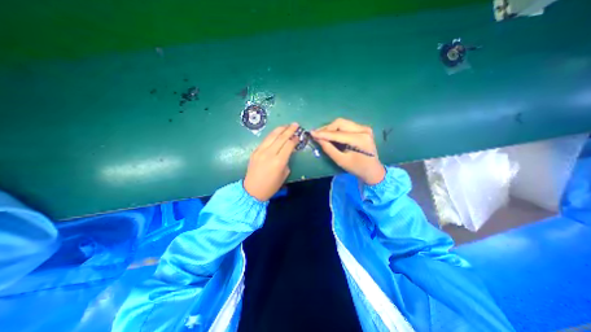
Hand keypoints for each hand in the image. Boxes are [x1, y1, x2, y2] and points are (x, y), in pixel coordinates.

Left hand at [243, 123, 300, 200]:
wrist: (252, 190)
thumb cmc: (271, 186)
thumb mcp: (284, 174)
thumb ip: (286, 161)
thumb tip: (287, 151)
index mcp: (279, 161)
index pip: (289, 145)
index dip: (295, 139)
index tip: (299, 136)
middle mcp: (269, 153)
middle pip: (281, 137)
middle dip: (289, 130)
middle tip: (295, 124)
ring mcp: (260, 151)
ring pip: (272, 136)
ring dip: (280, 129)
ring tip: (287, 125)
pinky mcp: (255, 151)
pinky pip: (265, 140)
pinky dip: (272, 135)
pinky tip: (277, 133)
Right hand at [312, 117, 385, 185]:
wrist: (373, 170)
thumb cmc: (357, 168)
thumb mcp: (341, 160)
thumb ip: (329, 148)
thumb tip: (318, 139)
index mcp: (360, 139)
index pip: (338, 133)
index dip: (323, 133)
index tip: (311, 133)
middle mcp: (363, 130)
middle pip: (340, 123)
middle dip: (327, 128)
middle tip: (317, 135)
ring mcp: (364, 128)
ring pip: (343, 123)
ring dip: (331, 128)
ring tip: (322, 135)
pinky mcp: (363, 129)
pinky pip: (346, 125)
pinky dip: (337, 129)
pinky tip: (331, 134)